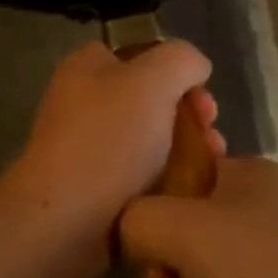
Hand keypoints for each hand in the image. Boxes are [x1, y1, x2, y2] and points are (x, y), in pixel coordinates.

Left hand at [0, 40, 218, 277]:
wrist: (64, 224)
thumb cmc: (108, 140)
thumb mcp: (153, 80)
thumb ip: (182, 59)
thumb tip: (195, 68)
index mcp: (88, 67)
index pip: (142, 53)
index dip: (177, 69)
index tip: (202, 94)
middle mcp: (85, 101)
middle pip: (153, 98)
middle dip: (190, 114)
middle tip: (212, 134)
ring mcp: (89, 147)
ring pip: (153, 140)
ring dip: (188, 150)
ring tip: (212, 168)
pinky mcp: (97, 190)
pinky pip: (143, 177)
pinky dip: (170, 182)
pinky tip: (192, 193)